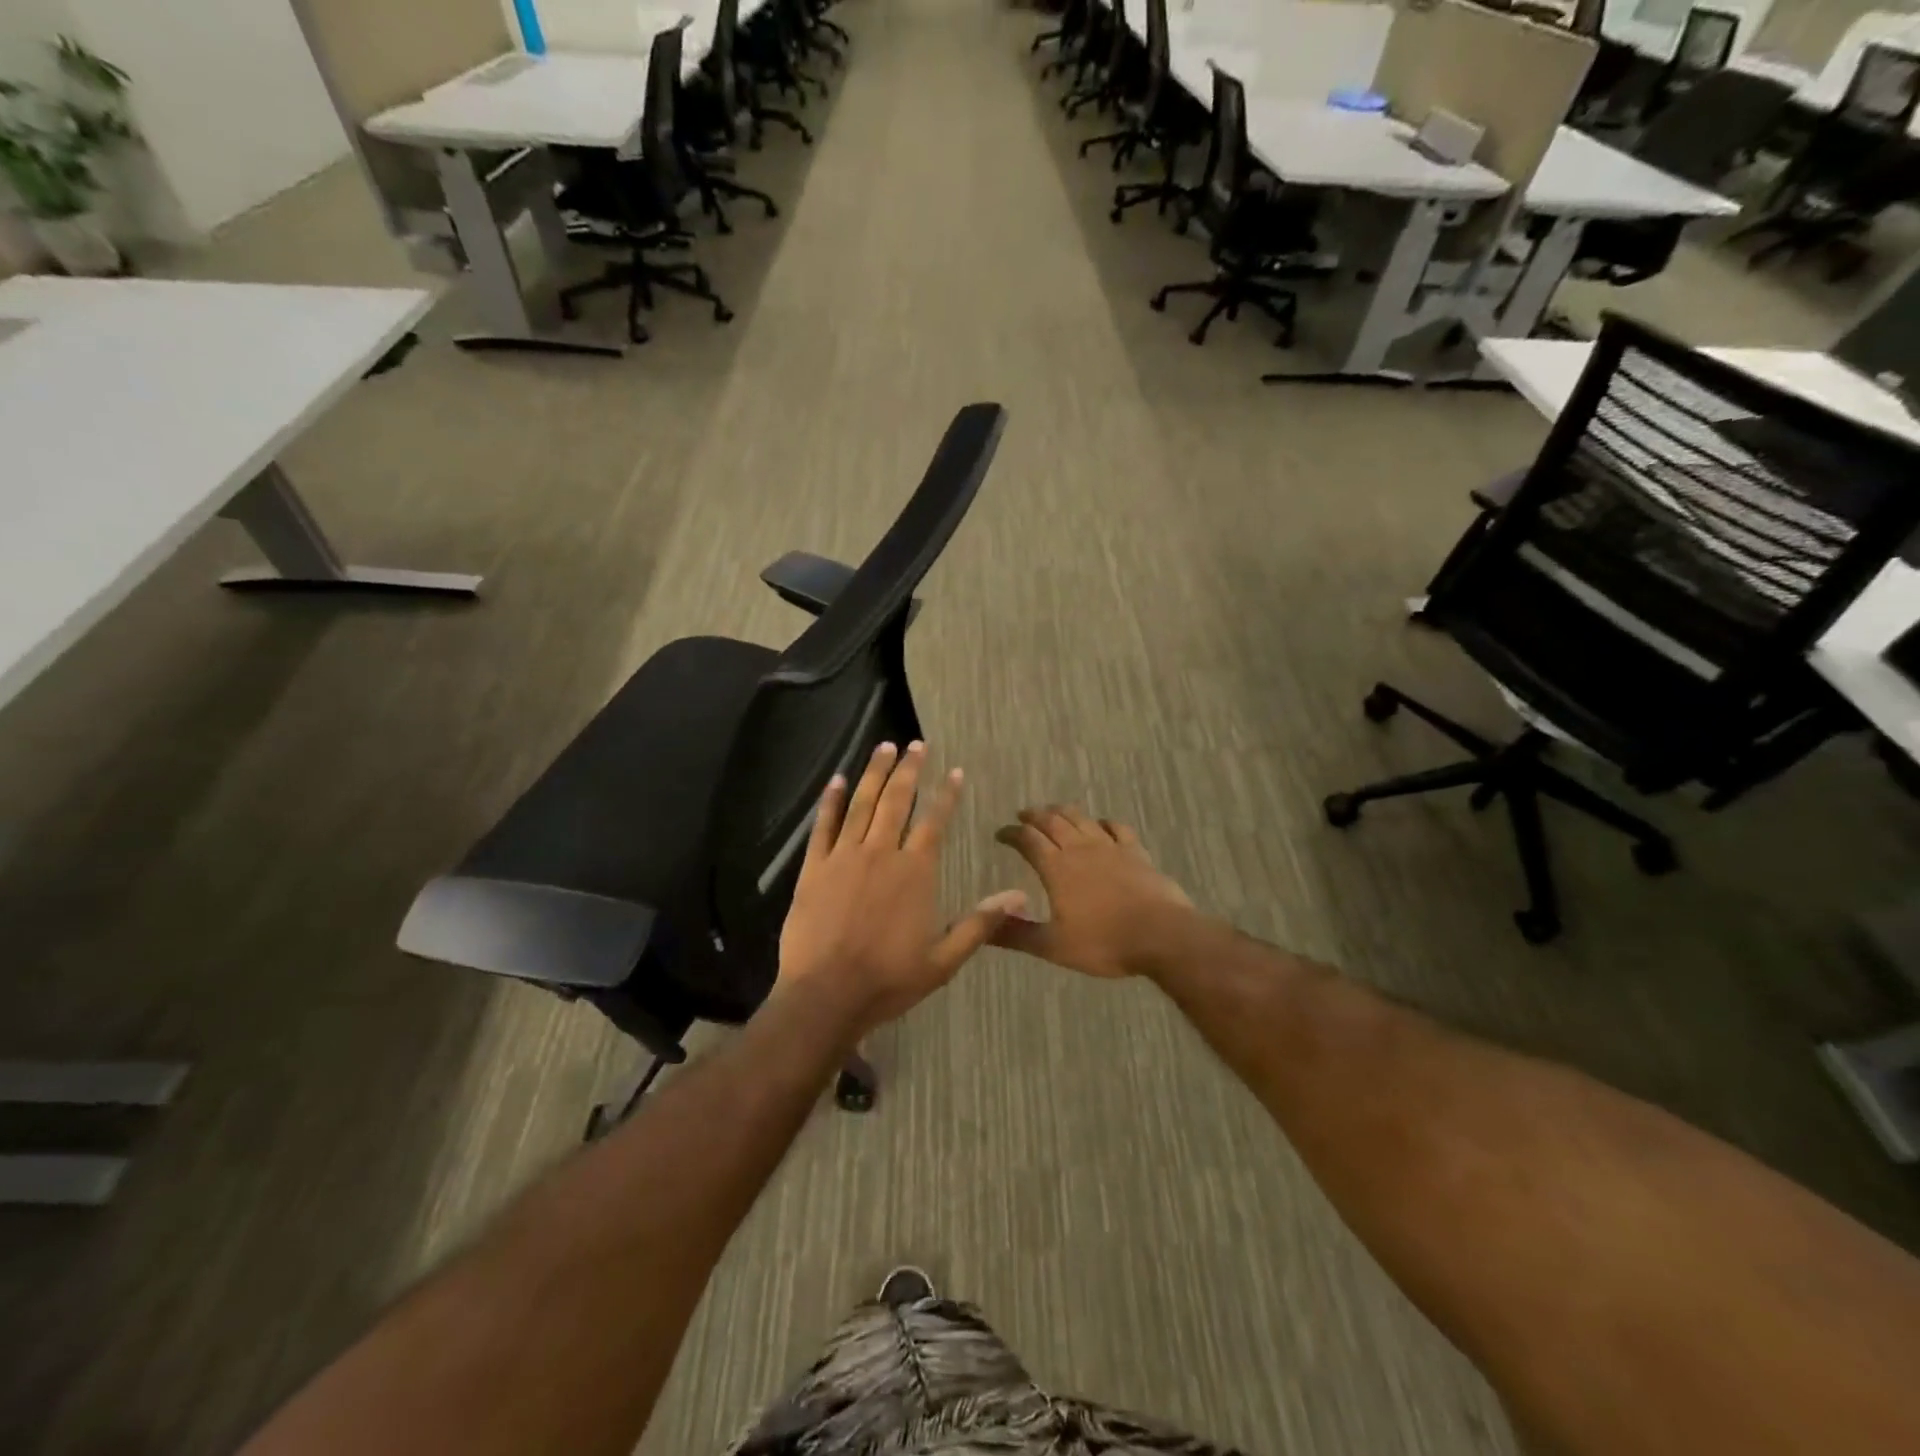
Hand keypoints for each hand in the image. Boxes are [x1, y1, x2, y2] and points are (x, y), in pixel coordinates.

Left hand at [777, 741, 1025, 1032]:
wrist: (826, 996)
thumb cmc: (889, 980)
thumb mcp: (944, 959)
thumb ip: (981, 923)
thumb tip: (1020, 896)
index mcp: (915, 871)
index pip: (935, 821)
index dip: (946, 794)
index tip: (954, 771)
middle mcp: (881, 853)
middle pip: (897, 800)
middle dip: (909, 769)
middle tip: (915, 745)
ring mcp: (844, 857)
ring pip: (861, 804)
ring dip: (874, 773)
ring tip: (883, 747)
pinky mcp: (814, 868)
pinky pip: (823, 825)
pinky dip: (830, 801)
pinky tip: (836, 780)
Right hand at [991, 806, 1196, 978]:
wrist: (1161, 935)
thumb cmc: (1104, 943)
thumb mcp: (1053, 946)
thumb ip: (1017, 934)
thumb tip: (981, 928)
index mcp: (1057, 868)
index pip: (1028, 840)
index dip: (1011, 834)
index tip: (1000, 833)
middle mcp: (1080, 848)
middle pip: (1053, 821)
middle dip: (1034, 815)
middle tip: (1023, 815)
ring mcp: (1111, 847)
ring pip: (1082, 818)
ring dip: (1064, 811)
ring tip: (1054, 811)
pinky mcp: (1136, 852)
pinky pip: (1117, 827)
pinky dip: (1104, 822)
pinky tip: (1101, 824)